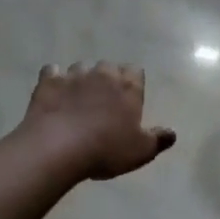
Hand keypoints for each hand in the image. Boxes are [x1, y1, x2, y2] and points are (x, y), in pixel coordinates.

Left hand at [21, 62, 176, 180]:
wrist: (58, 148)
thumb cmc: (106, 149)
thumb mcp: (140, 151)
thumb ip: (158, 139)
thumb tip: (172, 133)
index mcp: (128, 88)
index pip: (136, 71)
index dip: (132, 83)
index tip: (129, 98)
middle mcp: (102, 75)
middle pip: (108, 67)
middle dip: (107, 79)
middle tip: (103, 101)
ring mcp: (73, 76)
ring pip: (80, 68)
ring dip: (81, 80)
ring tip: (76, 100)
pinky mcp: (47, 82)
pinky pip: (52, 72)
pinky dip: (54, 80)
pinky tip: (53, 95)